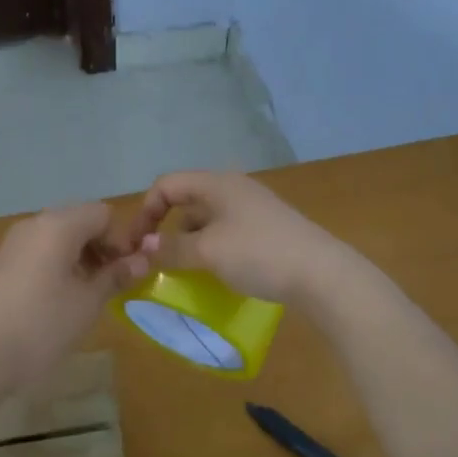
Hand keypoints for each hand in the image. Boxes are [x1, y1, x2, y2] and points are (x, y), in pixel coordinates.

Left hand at [0, 202, 153, 384]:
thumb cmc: (42, 325)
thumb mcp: (89, 301)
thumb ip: (117, 274)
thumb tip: (144, 259)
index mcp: (59, 224)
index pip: (103, 214)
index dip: (121, 240)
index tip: (126, 272)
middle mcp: (35, 223)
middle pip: (81, 220)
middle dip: (102, 246)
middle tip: (111, 282)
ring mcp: (15, 241)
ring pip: (60, 235)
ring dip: (82, 256)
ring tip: (88, 293)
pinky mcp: (3, 261)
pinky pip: (41, 249)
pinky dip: (59, 263)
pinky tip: (61, 297)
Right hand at [122, 171, 354, 306]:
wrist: (321, 273)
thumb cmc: (258, 253)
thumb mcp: (207, 252)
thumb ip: (171, 248)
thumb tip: (144, 246)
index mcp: (217, 183)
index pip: (167, 184)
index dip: (145, 211)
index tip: (136, 244)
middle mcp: (234, 188)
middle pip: (187, 200)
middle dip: (166, 228)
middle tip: (155, 260)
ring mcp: (253, 208)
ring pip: (207, 219)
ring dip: (189, 241)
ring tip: (183, 271)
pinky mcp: (267, 229)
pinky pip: (226, 232)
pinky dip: (211, 248)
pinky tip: (213, 273)